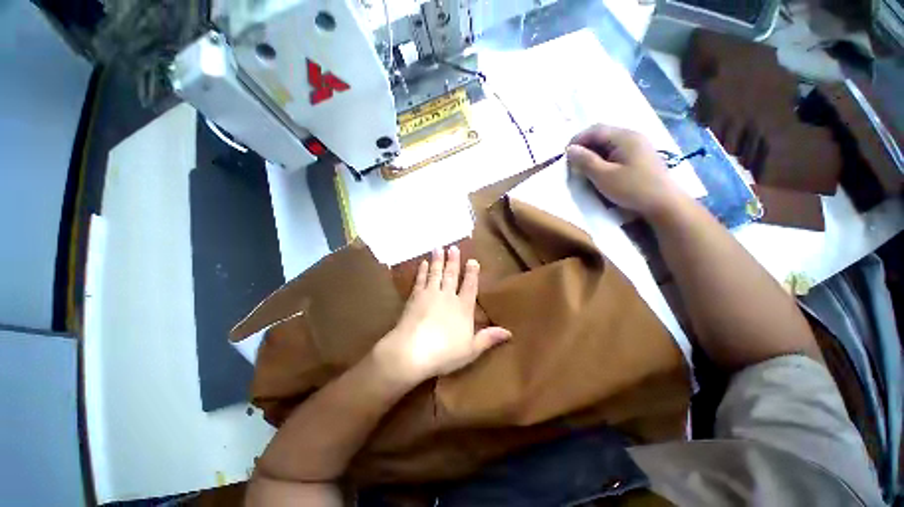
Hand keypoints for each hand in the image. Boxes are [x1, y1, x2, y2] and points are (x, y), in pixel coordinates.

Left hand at [374, 246, 511, 384]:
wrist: (412, 352)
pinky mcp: (415, 297)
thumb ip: (489, 338)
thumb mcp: (471, 349)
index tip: (473, 261)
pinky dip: (422, 271)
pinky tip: (422, 263)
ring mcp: (430, 295)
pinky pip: (420, 280)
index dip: (472, 273)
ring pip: (436, 273)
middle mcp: (448, 296)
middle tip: (453, 247)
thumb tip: (509, 333)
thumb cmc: (445, 353)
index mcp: (463, 307)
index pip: (470, 286)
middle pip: (452, 275)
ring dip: (438, 260)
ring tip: (439, 248)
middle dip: (453, 261)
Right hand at [566, 124, 686, 218]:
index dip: (577, 139)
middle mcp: (632, 136)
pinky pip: (616, 150)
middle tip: (573, 163)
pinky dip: (603, 157)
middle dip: (585, 146)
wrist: (663, 203)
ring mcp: (638, 145)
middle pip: (602, 134)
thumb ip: (585, 161)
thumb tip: (569, 149)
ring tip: (583, 167)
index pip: (595, 130)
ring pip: (608, 143)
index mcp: (625, 137)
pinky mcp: (639, 156)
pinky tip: (599, 169)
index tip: (565, 155)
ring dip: (593, 152)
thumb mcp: (603, 176)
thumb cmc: (632, 189)